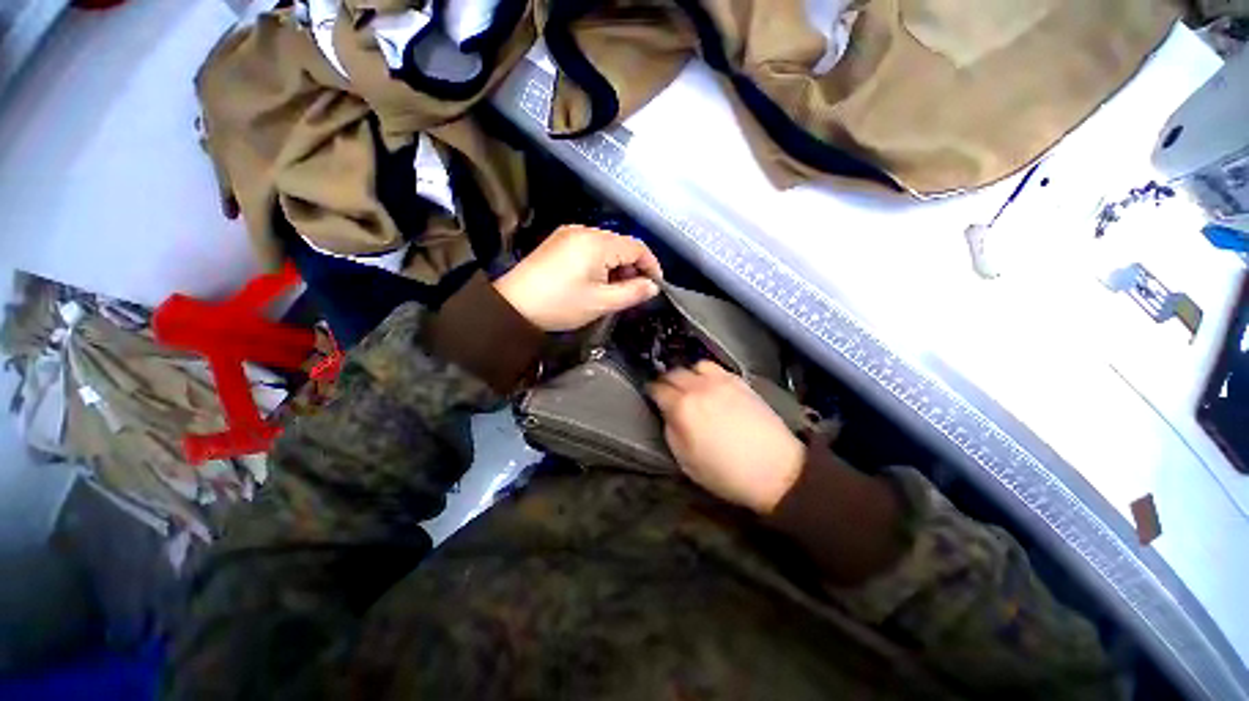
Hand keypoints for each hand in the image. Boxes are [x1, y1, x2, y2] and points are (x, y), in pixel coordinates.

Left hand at [495, 225, 663, 331]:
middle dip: (632, 268)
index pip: (637, 247)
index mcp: (597, 243)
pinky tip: (595, 281)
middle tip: (632, 292)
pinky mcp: (558, 242)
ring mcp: (569, 234)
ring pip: (606, 246)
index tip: (655, 286)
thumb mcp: (601, 302)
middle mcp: (584, 230)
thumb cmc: (560, 304)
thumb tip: (653, 286)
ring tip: (613, 290)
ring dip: (616, 266)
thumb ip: (632, 293)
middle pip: (622, 244)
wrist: (513, 306)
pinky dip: (600, 263)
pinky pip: (590, 247)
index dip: (651, 265)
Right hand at [647, 361, 805, 513]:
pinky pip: (716, 368)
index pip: (658, 389)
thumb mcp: (686, 461)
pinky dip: (707, 373)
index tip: (651, 396)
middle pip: (674, 373)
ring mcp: (721, 381)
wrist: (776, 469)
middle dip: (666, 381)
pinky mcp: (740, 381)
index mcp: (683, 408)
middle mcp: (699, 387)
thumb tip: (668, 414)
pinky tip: (711, 386)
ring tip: (691, 386)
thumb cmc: (726, 472)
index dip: (651, 391)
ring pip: (695, 365)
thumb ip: (671, 431)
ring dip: (688, 374)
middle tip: (667, 392)